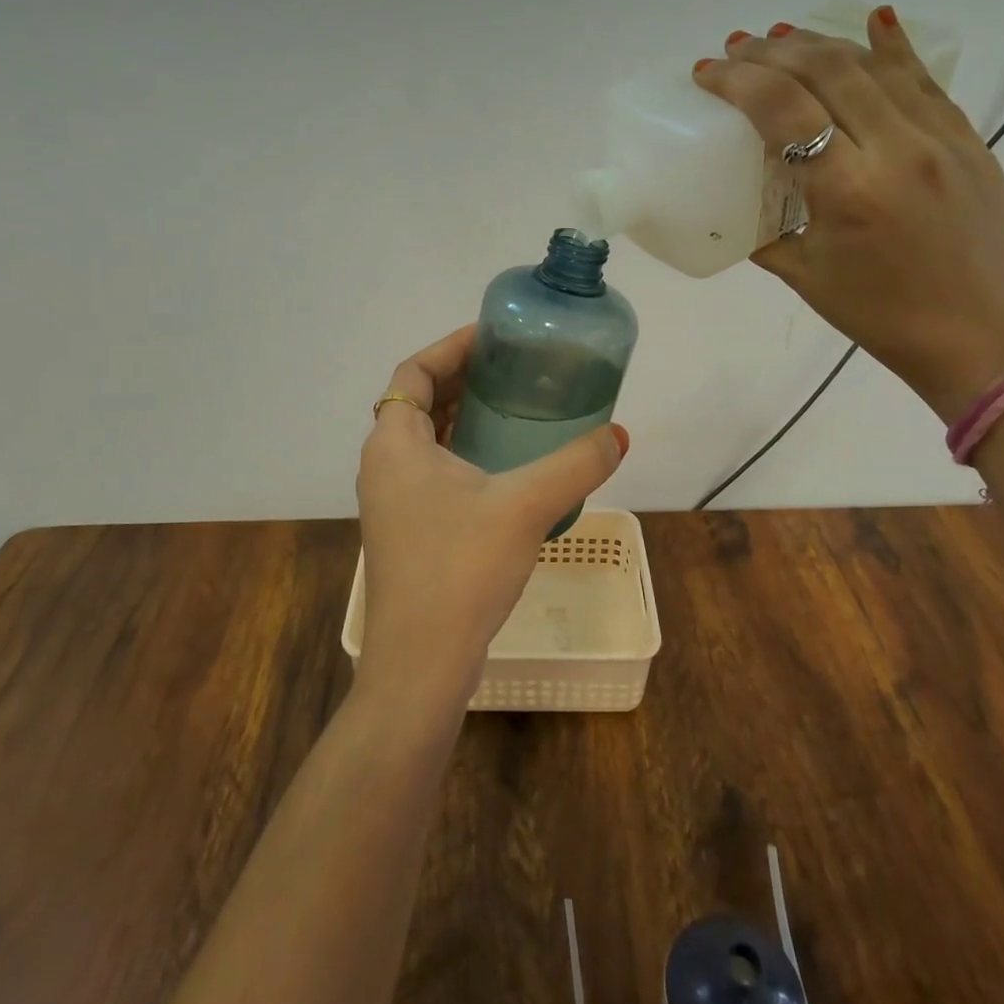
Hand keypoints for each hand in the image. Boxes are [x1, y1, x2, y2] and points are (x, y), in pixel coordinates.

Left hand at [355, 326, 628, 706]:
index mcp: (394, 444)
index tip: (493, 338)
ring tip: (511, 407)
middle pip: (418, 401)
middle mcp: (383, 465)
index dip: (451, 347)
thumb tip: (620, 435)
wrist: (421, 665)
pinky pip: (431, 470)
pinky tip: (503, 466)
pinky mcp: (406, 530)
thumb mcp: (525, 506)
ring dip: (461, 416)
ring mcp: (391, 501)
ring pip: (424, 438)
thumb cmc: (461, 569)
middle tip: (511, 369)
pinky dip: (460, 451)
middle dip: (462, 379)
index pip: (413, 372)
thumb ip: (576, 465)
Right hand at [694, 8, 1003, 421]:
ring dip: (822, 42)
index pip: (783, 107)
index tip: (708, 71)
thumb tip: (741, 202)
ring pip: (875, 65)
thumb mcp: (804, 277)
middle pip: (827, 70)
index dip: (739, 80)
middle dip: (773, 50)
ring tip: (784, 36)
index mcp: (847, 190)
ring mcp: (940, 139)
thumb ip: (765, 230)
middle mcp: (896, 149)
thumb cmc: (881, 317)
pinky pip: (925, 81)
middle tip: (739, 47)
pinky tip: (875, 20)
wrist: (981, 341)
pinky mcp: (969, 141)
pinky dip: (893, 47)